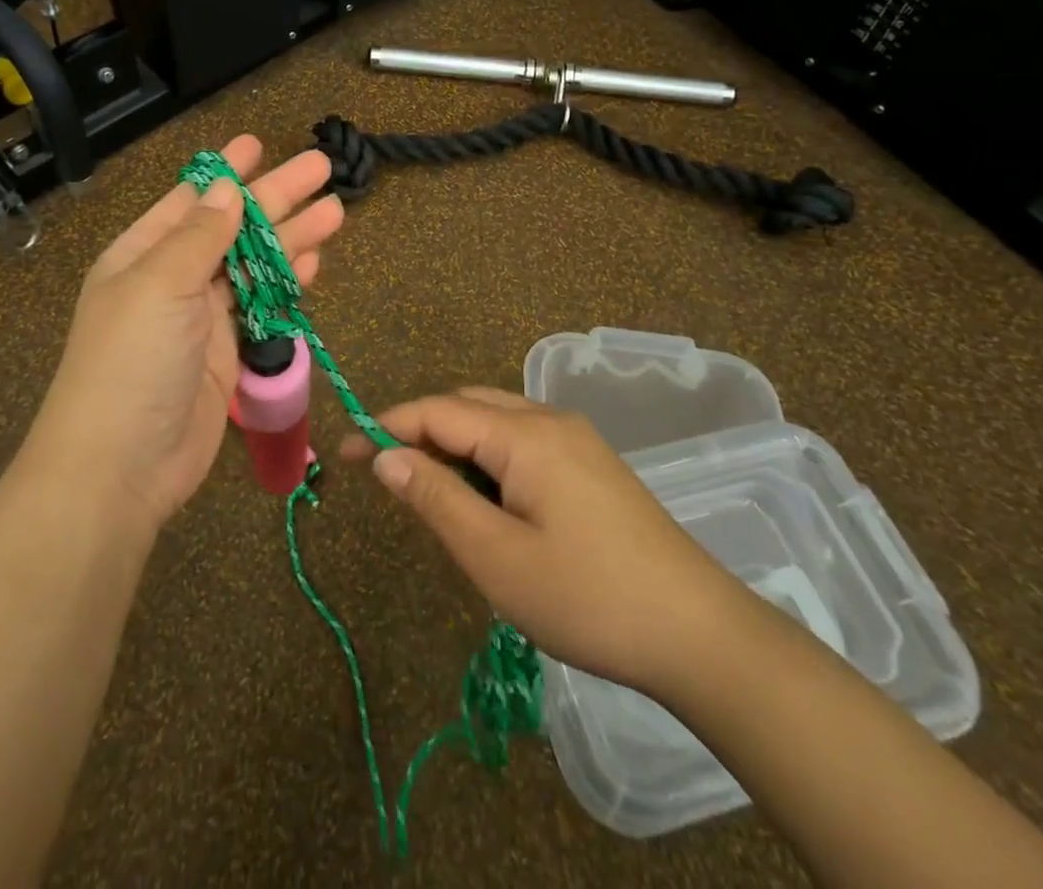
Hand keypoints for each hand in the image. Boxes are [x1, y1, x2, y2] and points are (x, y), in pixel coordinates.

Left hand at [33, 135, 342, 529]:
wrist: (121, 467)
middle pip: (234, 228)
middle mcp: (173, 280)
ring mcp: (202, 319)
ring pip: (255, 266)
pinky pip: (263, 306)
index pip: (192, 200)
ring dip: (292, 238)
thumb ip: (200, 235)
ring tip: (336, 211)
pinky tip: (313, 261)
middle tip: (322, 168)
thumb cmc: (132, 361)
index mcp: (144, 254)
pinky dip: (287, 283)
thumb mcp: (160, 284)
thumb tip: (225, 186)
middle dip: (276, 198)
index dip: (227, 171)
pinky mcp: (228, 354)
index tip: (259, 143)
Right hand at [340, 388, 744, 698]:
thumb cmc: (588, 597)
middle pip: (467, 407)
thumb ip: (435, 498)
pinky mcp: (592, 467)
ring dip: (455, 448)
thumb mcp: (496, 557)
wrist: (701, 634)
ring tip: (433, 497)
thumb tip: (384, 457)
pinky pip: (523, 445)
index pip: (437, 411)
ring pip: (496, 423)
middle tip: (388, 479)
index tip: (341, 452)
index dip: (385, 426)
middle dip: (420, 432)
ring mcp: (576, 441)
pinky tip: (488, 505)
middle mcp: (549, 421)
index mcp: (524, 434)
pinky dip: (488, 461)